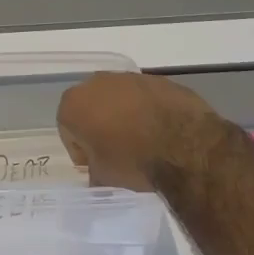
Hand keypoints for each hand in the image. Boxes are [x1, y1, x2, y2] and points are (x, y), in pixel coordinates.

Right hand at [57, 72, 229, 191]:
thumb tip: (98, 174)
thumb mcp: (104, 177)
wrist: (185, 145)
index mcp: (74, 104)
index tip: (96, 165)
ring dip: (124, 115)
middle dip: (100, 126)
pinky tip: (162, 131)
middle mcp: (96, 83)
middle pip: (91, 107)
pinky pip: (144, 97)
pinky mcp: (157, 79)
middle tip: (117, 151)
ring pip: (118, 98)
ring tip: (142, 141)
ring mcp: (128, 77)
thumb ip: (94, 172)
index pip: (68, 129)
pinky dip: (148, 110)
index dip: (81, 150)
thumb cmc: (133, 160)